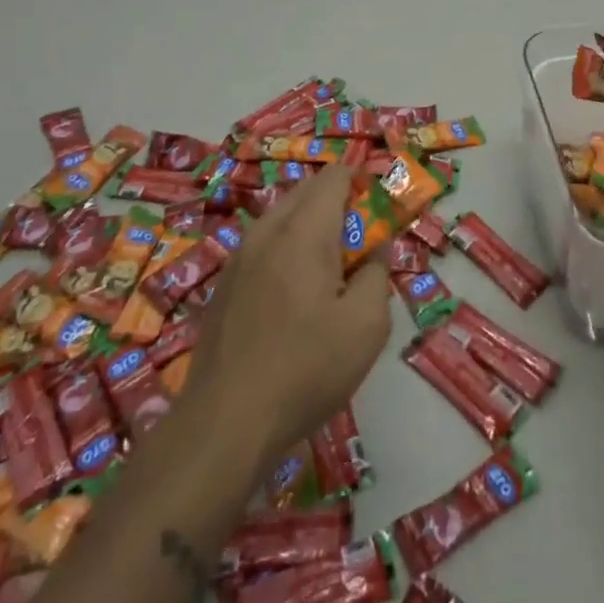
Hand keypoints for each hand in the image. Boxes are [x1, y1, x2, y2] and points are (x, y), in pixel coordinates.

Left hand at [181, 163, 391, 478]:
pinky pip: (264, 246)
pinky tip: (295, 298)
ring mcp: (239, 257)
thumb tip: (375, 252)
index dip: (362, 184)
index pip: (335, 177)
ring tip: (330, 273)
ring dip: (311, 228)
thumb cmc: (305, 370)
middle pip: (307, 191)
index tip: (380, 216)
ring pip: (283, 218)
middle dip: (338, 204)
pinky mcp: (224, 285)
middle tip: (361, 246)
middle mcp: (267, 231)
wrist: (224, 425)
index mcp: (303, 231)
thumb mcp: (367, 326)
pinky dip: (287, 250)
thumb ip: (378, 274)